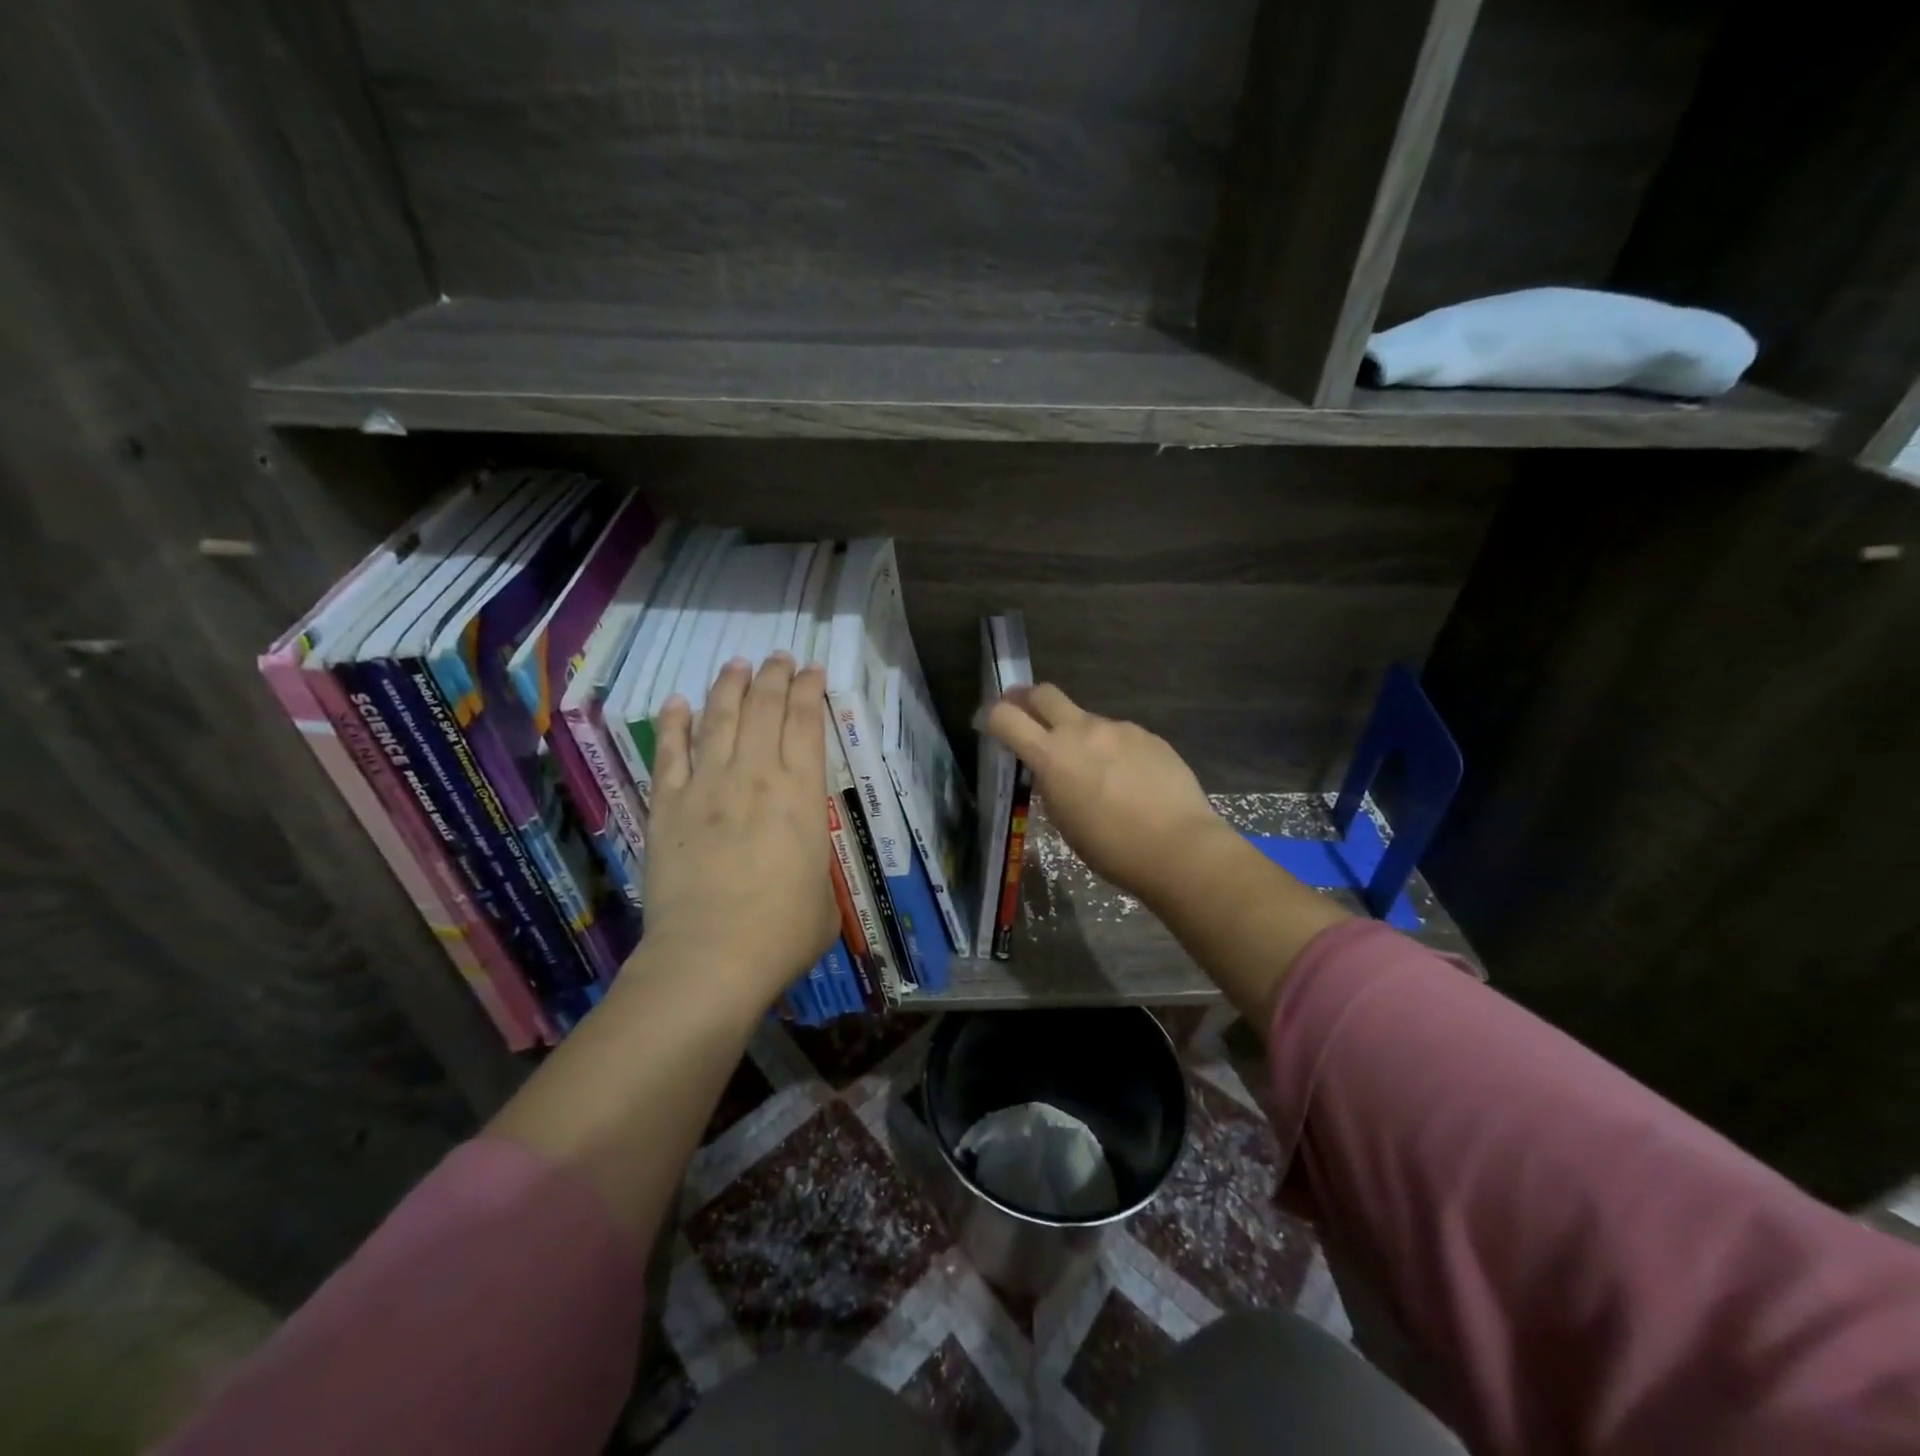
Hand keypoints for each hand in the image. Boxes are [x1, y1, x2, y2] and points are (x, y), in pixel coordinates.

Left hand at [638, 653, 839, 1010]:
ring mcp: (707, 786)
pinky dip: (673, 723)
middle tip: (779, 657)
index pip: (807, 722)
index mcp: (802, 793)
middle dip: (774, 676)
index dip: (810, 690)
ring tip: (737, 665)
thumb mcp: (825, 895)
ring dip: (729, 687)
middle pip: (764, 708)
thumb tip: (803, 864)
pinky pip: (670, 752)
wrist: (712, 956)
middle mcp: (756, 775)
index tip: (812, 670)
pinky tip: (676, 703)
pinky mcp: (667, 806)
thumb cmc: (784, 932)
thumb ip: (814, 864)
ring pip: (718, 718)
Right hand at [985, 684, 1231, 905]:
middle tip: (1025, 714)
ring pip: (1086, 719)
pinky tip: (1128, 779)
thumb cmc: (1112, 848)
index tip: (988, 725)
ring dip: (1078, 734)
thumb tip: (1052, 771)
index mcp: (1052, 755)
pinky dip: (1112, 749)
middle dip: (1027, 699)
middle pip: (1044, 693)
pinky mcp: (1148, 735)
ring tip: (1094, 770)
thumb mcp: (1064, 822)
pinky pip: (1119, 735)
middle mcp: (1082, 730)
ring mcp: (1119, 729)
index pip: (1006, 717)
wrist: (1179, 846)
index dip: (991, 717)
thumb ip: (1051, 785)